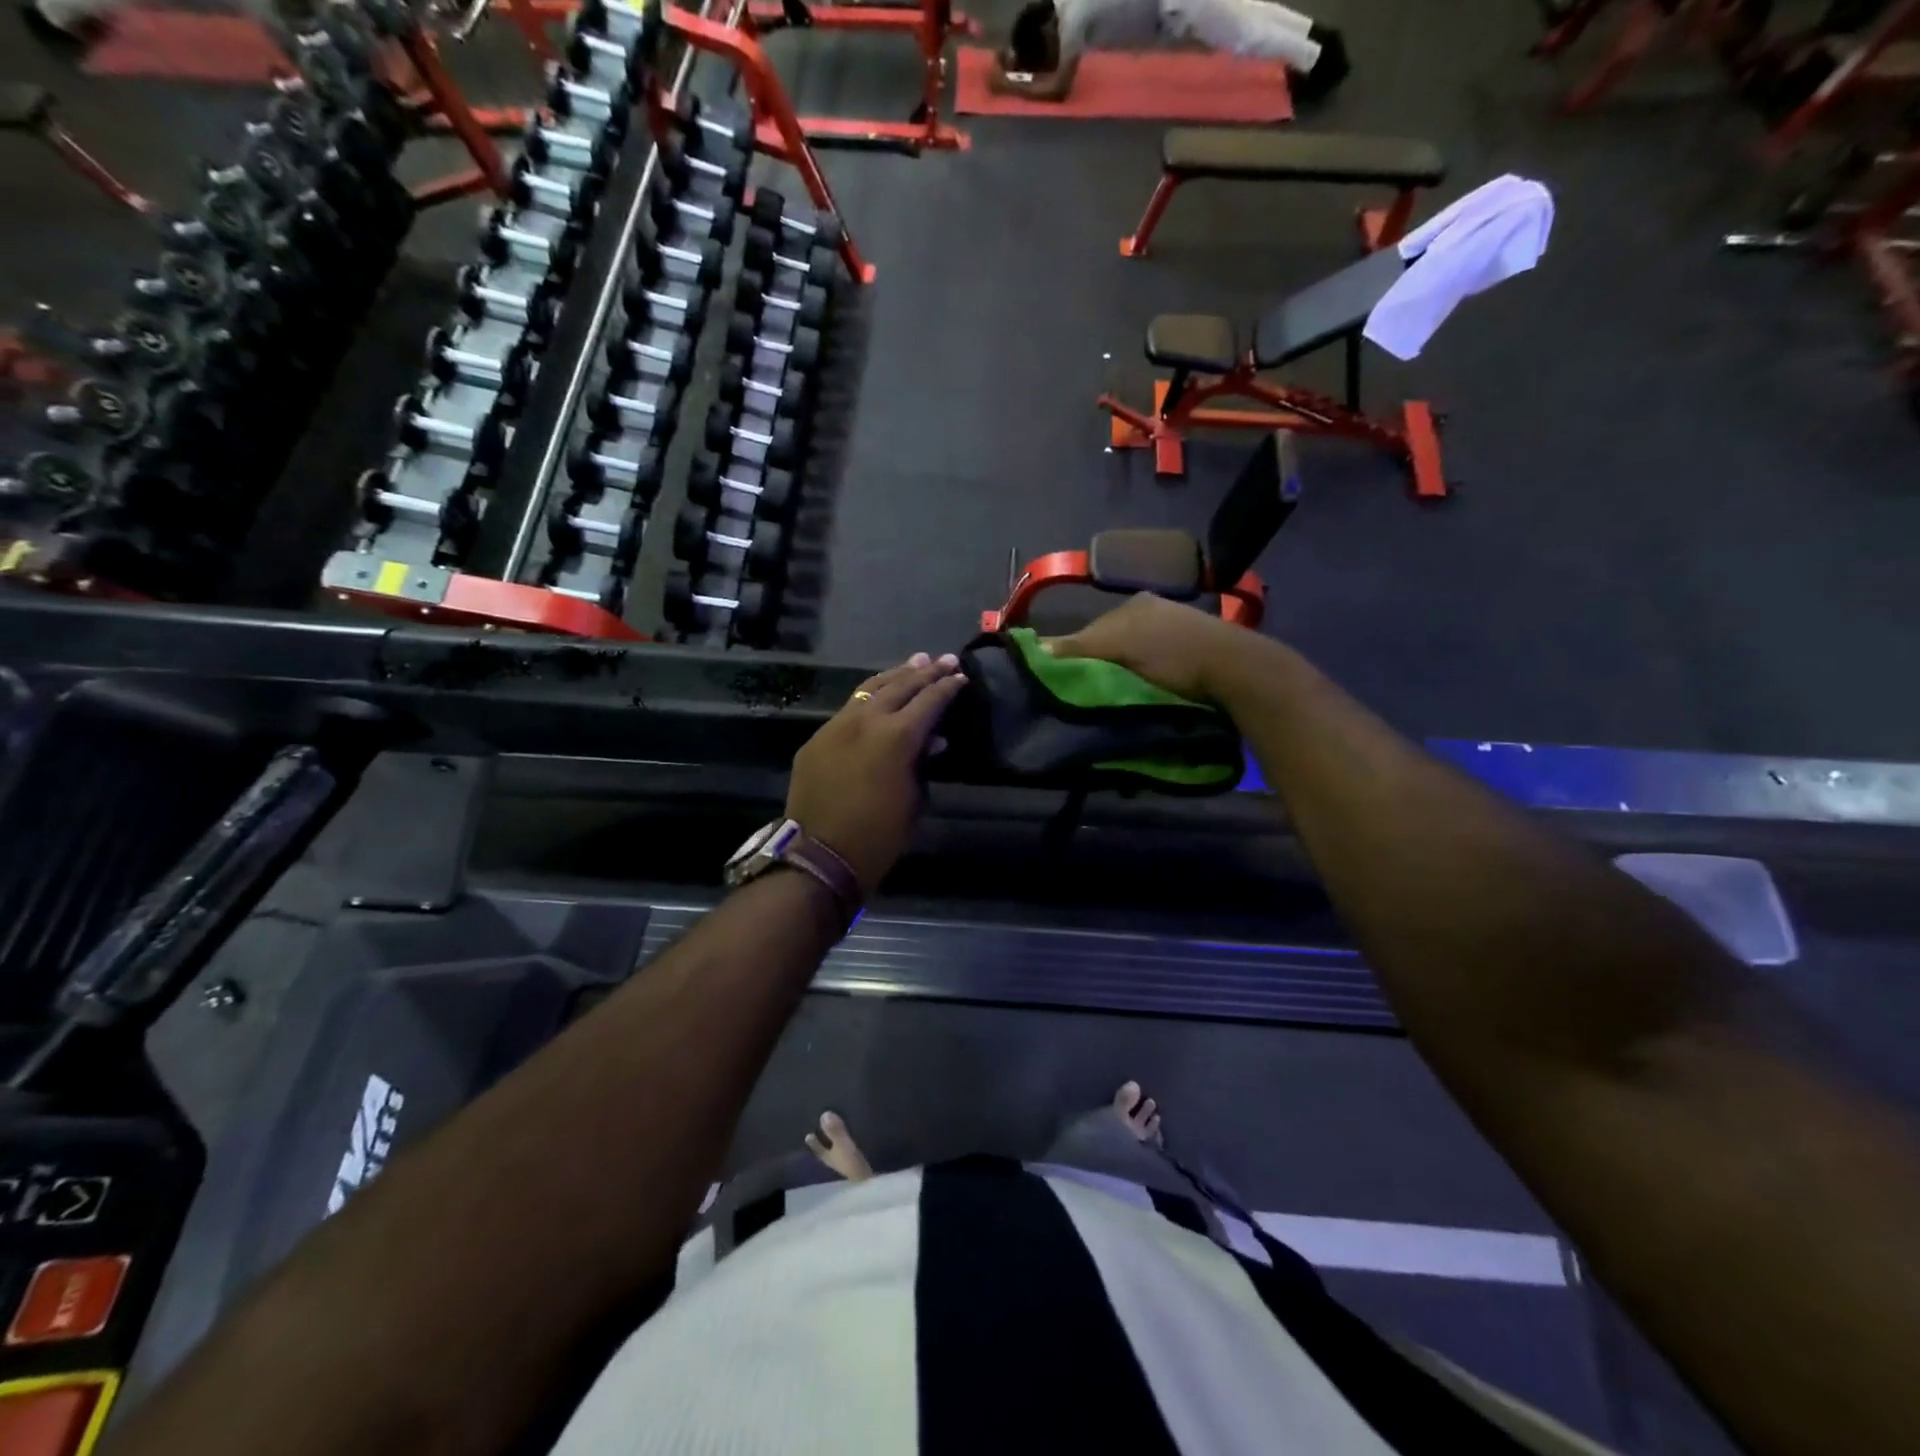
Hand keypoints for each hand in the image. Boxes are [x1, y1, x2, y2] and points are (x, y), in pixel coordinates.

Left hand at [786, 652, 966, 896]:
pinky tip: (878, 694)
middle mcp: (866, 720)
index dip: (947, 687)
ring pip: (869, 689)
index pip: (929, 701)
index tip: (961, 676)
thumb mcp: (914, 801)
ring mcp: (836, 726)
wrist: (819, 856)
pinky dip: (868, 696)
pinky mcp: (817, 738)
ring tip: (914, 663)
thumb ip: (922, 763)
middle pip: (900, 686)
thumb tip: (932, 741)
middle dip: (924, 672)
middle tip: (943, 660)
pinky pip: (847, 708)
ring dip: (895, 675)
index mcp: (896, 737)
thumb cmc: (878, 836)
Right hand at [1043, 593, 1247, 701]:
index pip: (1090, 629)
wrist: (1236, 669)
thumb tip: (1036, 648)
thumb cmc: (1172, 654)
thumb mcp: (1119, 648)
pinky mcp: (1195, 649)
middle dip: (1100, 662)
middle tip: (1090, 693)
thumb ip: (1078, 648)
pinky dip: (1147, 674)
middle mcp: (1154, 610)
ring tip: (1118, 695)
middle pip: (1112, 639)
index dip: (1075, 654)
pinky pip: (1156, 661)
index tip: (1066, 682)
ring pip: (1134, 652)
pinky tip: (1147, 689)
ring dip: (1124, 671)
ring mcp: (1176, 627)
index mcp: (1134, 603)